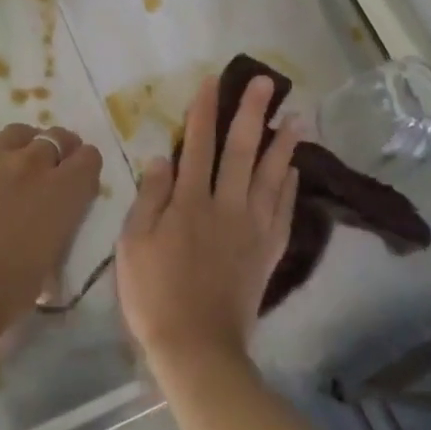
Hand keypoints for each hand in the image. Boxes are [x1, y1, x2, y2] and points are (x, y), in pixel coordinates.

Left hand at [0, 102, 102, 366]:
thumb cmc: (9, 291)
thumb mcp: (53, 258)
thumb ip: (60, 223)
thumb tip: (54, 215)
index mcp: (64, 190)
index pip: (89, 157)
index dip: (86, 166)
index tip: (81, 178)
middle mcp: (33, 164)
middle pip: (55, 139)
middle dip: (60, 150)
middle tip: (53, 168)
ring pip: (17, 131)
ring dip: (25, 141)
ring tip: (21, 153)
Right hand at [116, 74, 299, 380]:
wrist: (196, 347)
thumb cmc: (154, 294)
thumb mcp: (133, 244)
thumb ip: (149, 198)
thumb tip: (162, 158)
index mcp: (189, 203)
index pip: (198, 146)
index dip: (203, 111)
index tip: (211, 82)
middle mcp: (225, 206)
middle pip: (240, 151)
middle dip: (251, 113)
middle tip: (265, 83)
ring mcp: (252, 228)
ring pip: (270, 176)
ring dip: (283, 144)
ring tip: (296, 117)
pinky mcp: (267, 251)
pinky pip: (282, 211)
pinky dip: (289, 186)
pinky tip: (294, 168)